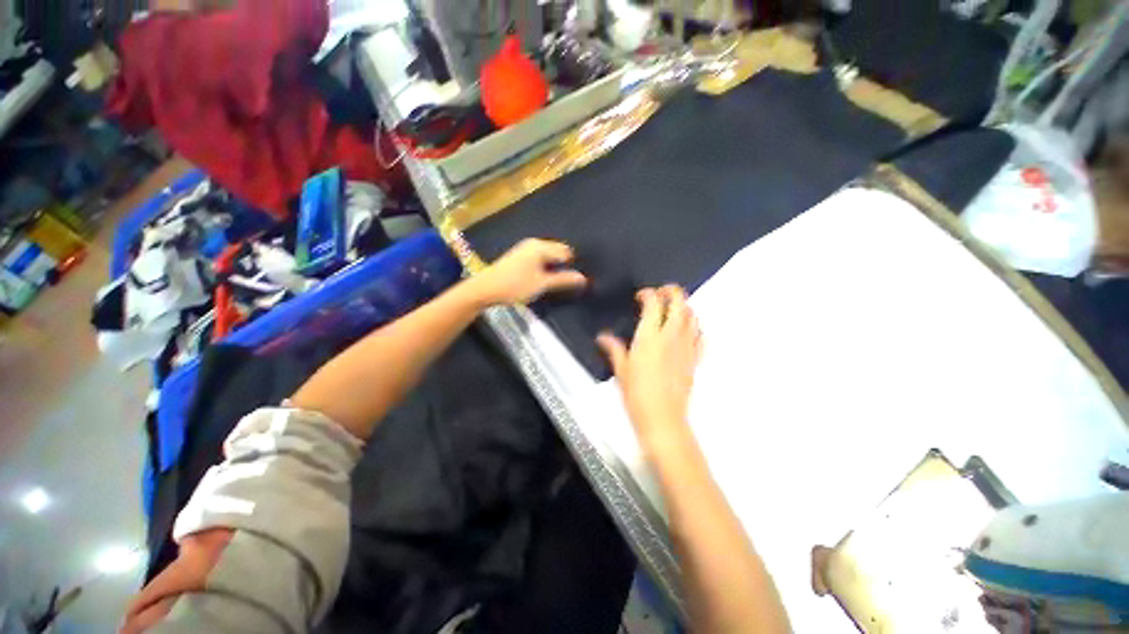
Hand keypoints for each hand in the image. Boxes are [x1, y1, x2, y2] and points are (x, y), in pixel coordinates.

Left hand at [468, 239, 587, 305]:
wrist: (485, 289)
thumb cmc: (515, 285)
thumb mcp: (542, 284)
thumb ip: (563, 280)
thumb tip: (583, 278)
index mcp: (540, 247)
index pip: (565, 252)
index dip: (572, 265)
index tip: (573, 280)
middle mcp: (534, 243)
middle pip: (557, 251)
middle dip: (563, 265)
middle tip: (566, 283)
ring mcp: (525, 249)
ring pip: (548, 256)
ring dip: (553, 267)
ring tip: (554, 282)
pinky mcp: (519, 256)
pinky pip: (539, 258)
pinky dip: (544, 267)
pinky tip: (542, 279)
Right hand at [598, 285, 702, 448]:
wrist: (663, 418)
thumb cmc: (636, 394)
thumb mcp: (621, 370)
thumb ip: (613, 349)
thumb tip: (602, 337)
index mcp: (650, 336)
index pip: (654, 303)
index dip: (648, 294)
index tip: (641, 296)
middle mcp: (671, 336)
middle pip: (680, 302)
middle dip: (672, 291)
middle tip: (661, 293)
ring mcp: (687, 347)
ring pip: (693, 316)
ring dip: (684, 307)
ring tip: (672, 310)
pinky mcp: (696, 359)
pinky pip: (701, 335)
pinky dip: (696, 327)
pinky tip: (687, 331)